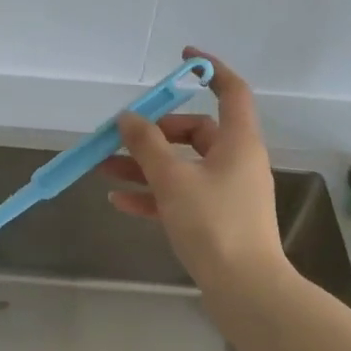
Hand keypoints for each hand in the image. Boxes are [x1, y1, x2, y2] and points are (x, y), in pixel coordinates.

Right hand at [101, 48, 286, 290]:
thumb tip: (128, 118)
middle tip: (120, 137)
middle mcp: (236, 161)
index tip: (182, 60)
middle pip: (195, 131)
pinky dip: (153, 195)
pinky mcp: (216, 219)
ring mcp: (227, 192)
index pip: (231, 91)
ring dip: (145, 165)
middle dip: (154, 132)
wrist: (246, 290)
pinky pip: (180, 196)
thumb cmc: (213, 224)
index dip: (209, 71)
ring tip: (104, 168)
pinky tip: (119, 202)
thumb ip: (147, 145)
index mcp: (238, 142)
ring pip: (182, 166)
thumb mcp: (173, 179)